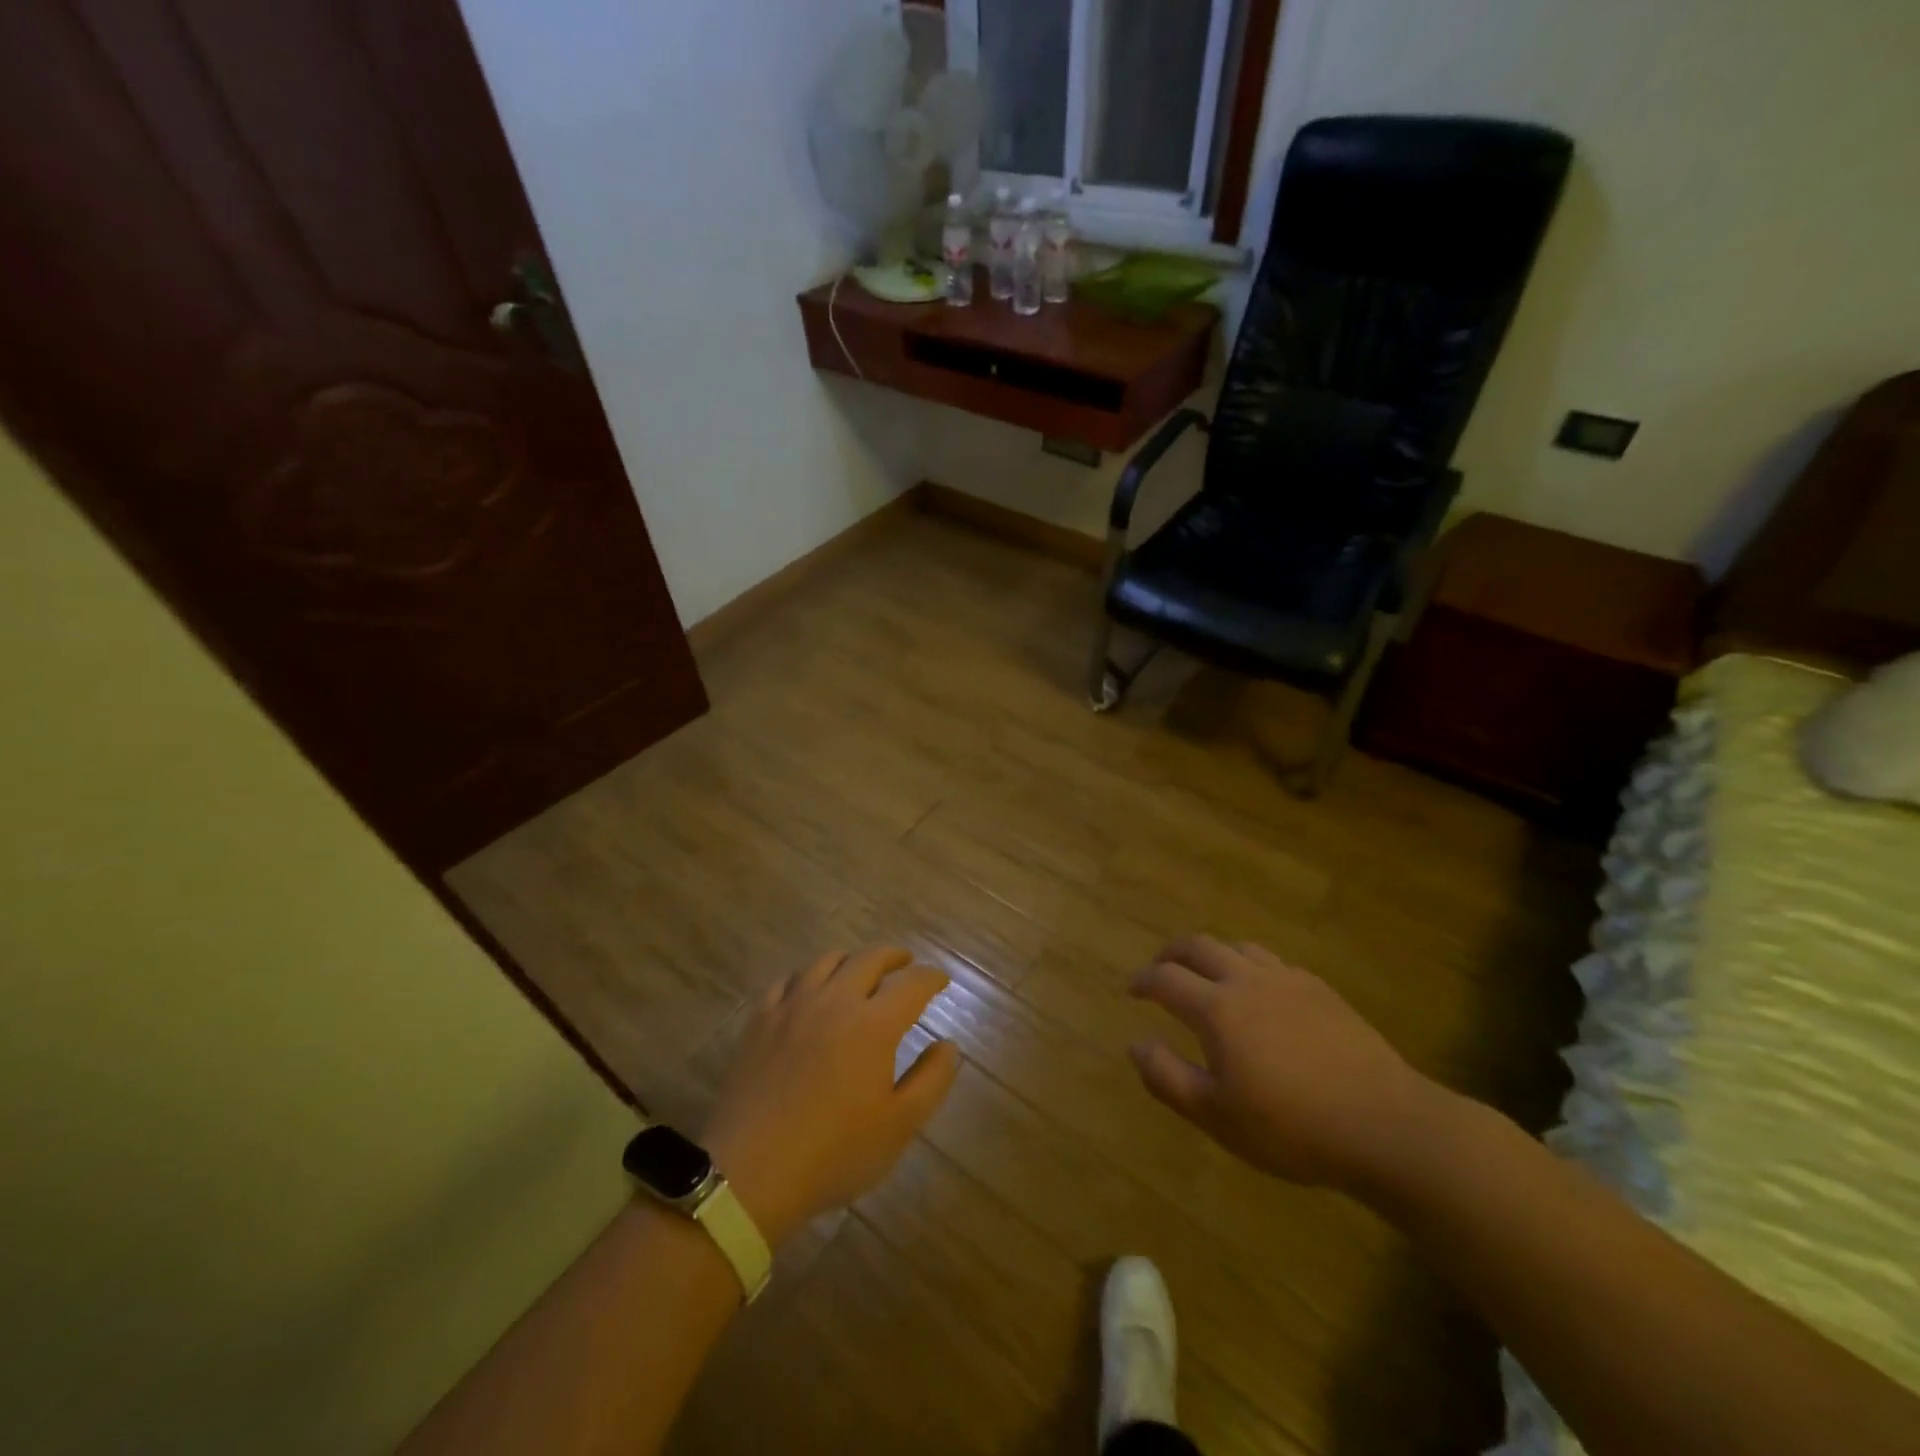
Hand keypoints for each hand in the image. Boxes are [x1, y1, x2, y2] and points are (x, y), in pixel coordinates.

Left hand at [700, 947, 958, 1245]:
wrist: (750, 1173)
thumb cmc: (834, 1153)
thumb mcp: (899, 1126)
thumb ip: (932, 1080)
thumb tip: (948, 1044)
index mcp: (873, 1024)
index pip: (911, 984)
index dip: (931, 978)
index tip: (940, 981)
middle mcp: (835, 1001)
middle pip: (869, 959)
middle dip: (894, 957)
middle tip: (905, 964)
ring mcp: (792, 1006)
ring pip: (826, 961)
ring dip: (851, 960)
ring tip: (859, 972)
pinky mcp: (760, 1020)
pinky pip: (788, 981)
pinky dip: (807, 977)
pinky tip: (809, 991)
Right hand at [1128, 934, 1451, 1193]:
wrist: (1386, 1126)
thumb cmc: (1291, 1128)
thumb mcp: (1216, 1116)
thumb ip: (1167, 1077)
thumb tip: (1135, 1044)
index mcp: (1217, 1009)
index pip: (1166, 979)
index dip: (1142, 981)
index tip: (1131, 990)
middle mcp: (1247, 981)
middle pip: (1199, 946)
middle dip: (1172, 952)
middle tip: (1160, 967)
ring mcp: (1288, 981)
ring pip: (1239, 947)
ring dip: (1213, 954)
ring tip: (1208, 975)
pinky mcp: (1322, 991)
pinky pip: (1275, 963)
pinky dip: (1252, 967)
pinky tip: (1261, 993)